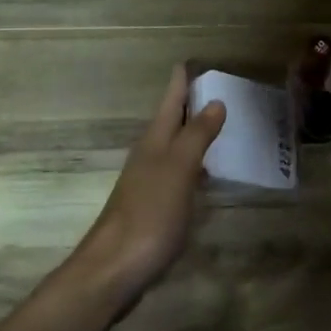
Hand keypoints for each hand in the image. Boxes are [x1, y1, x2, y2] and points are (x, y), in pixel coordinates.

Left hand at [70, 65, 224, 310]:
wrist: (114, 269)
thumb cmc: (149, 215)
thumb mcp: (178, 170)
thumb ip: (197, 136)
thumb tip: (215, 101)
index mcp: (154, 143)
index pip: (169, 102)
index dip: (180, 82)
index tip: (190, 61)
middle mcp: (148, 157)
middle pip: (169, 123)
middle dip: (188, 105)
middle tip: (214, 90)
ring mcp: (148, 184)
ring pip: (172, 149)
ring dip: (191, 135)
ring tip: (216, 126)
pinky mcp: (152, 210)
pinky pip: (176, 175)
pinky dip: (192, 166)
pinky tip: (205, 176)